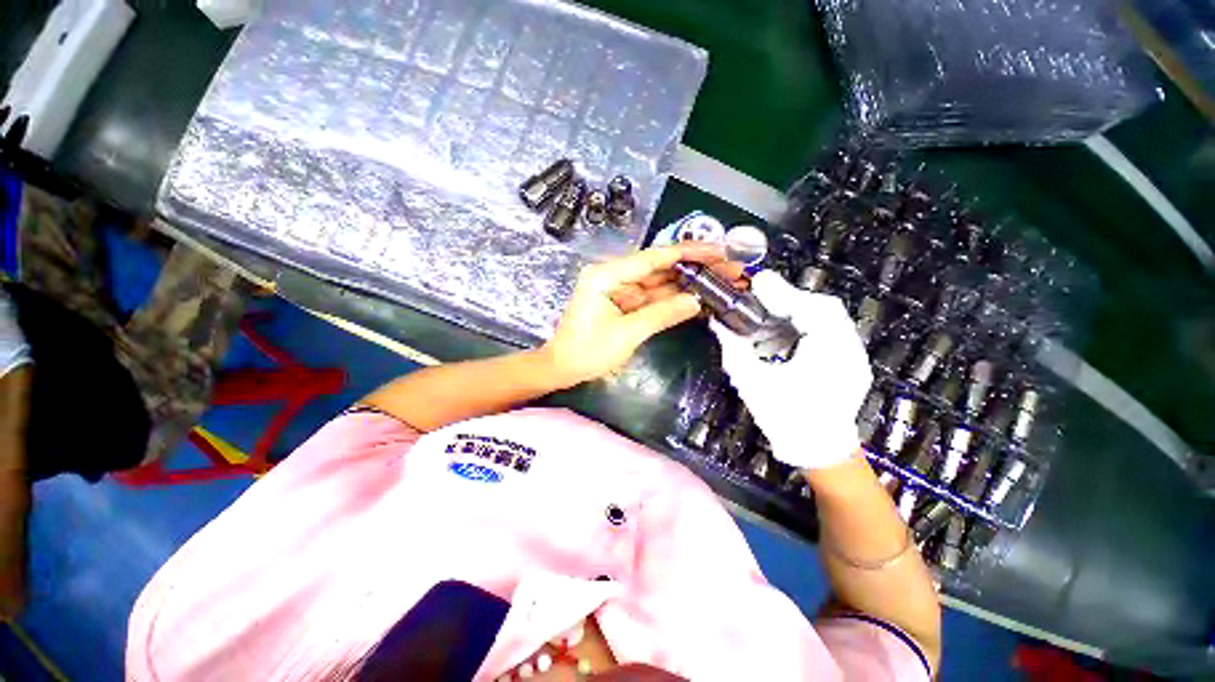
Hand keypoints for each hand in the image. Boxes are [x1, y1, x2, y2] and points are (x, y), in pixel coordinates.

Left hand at [541, 243, 743, 385]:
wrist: (562, 368)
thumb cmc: (586, 351)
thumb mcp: (626, 334)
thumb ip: (661, 314)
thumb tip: (695, 302)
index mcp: (607, 275)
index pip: (653, 258)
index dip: (687, 254)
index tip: (717, 251)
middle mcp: (614, 276)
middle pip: (659, 268)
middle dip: (693, 269)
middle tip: (727, 270)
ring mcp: (619, 290)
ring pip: (658, 283)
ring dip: (687, 284)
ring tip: (719, 283)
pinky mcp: (624, 304)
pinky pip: (652, 298)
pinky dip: (673, 300)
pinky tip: (697, 298)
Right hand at [711, 271, 871, 468]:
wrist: (819, 453)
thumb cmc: (786, 419)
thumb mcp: (752, 382)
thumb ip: (734, 348)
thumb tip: (717, 322)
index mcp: (830, 353)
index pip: (811, 308)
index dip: (782, 293)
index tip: (755, 284)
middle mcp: (850, 349)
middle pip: (822, 308)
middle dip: (787, 301)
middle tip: (756, 302)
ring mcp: (853, 355)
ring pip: (823, 319)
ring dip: (791, 315)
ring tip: (761, 325)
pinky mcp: (846, 361)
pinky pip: (824, 333)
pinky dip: (799, 329)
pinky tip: (775, 341)